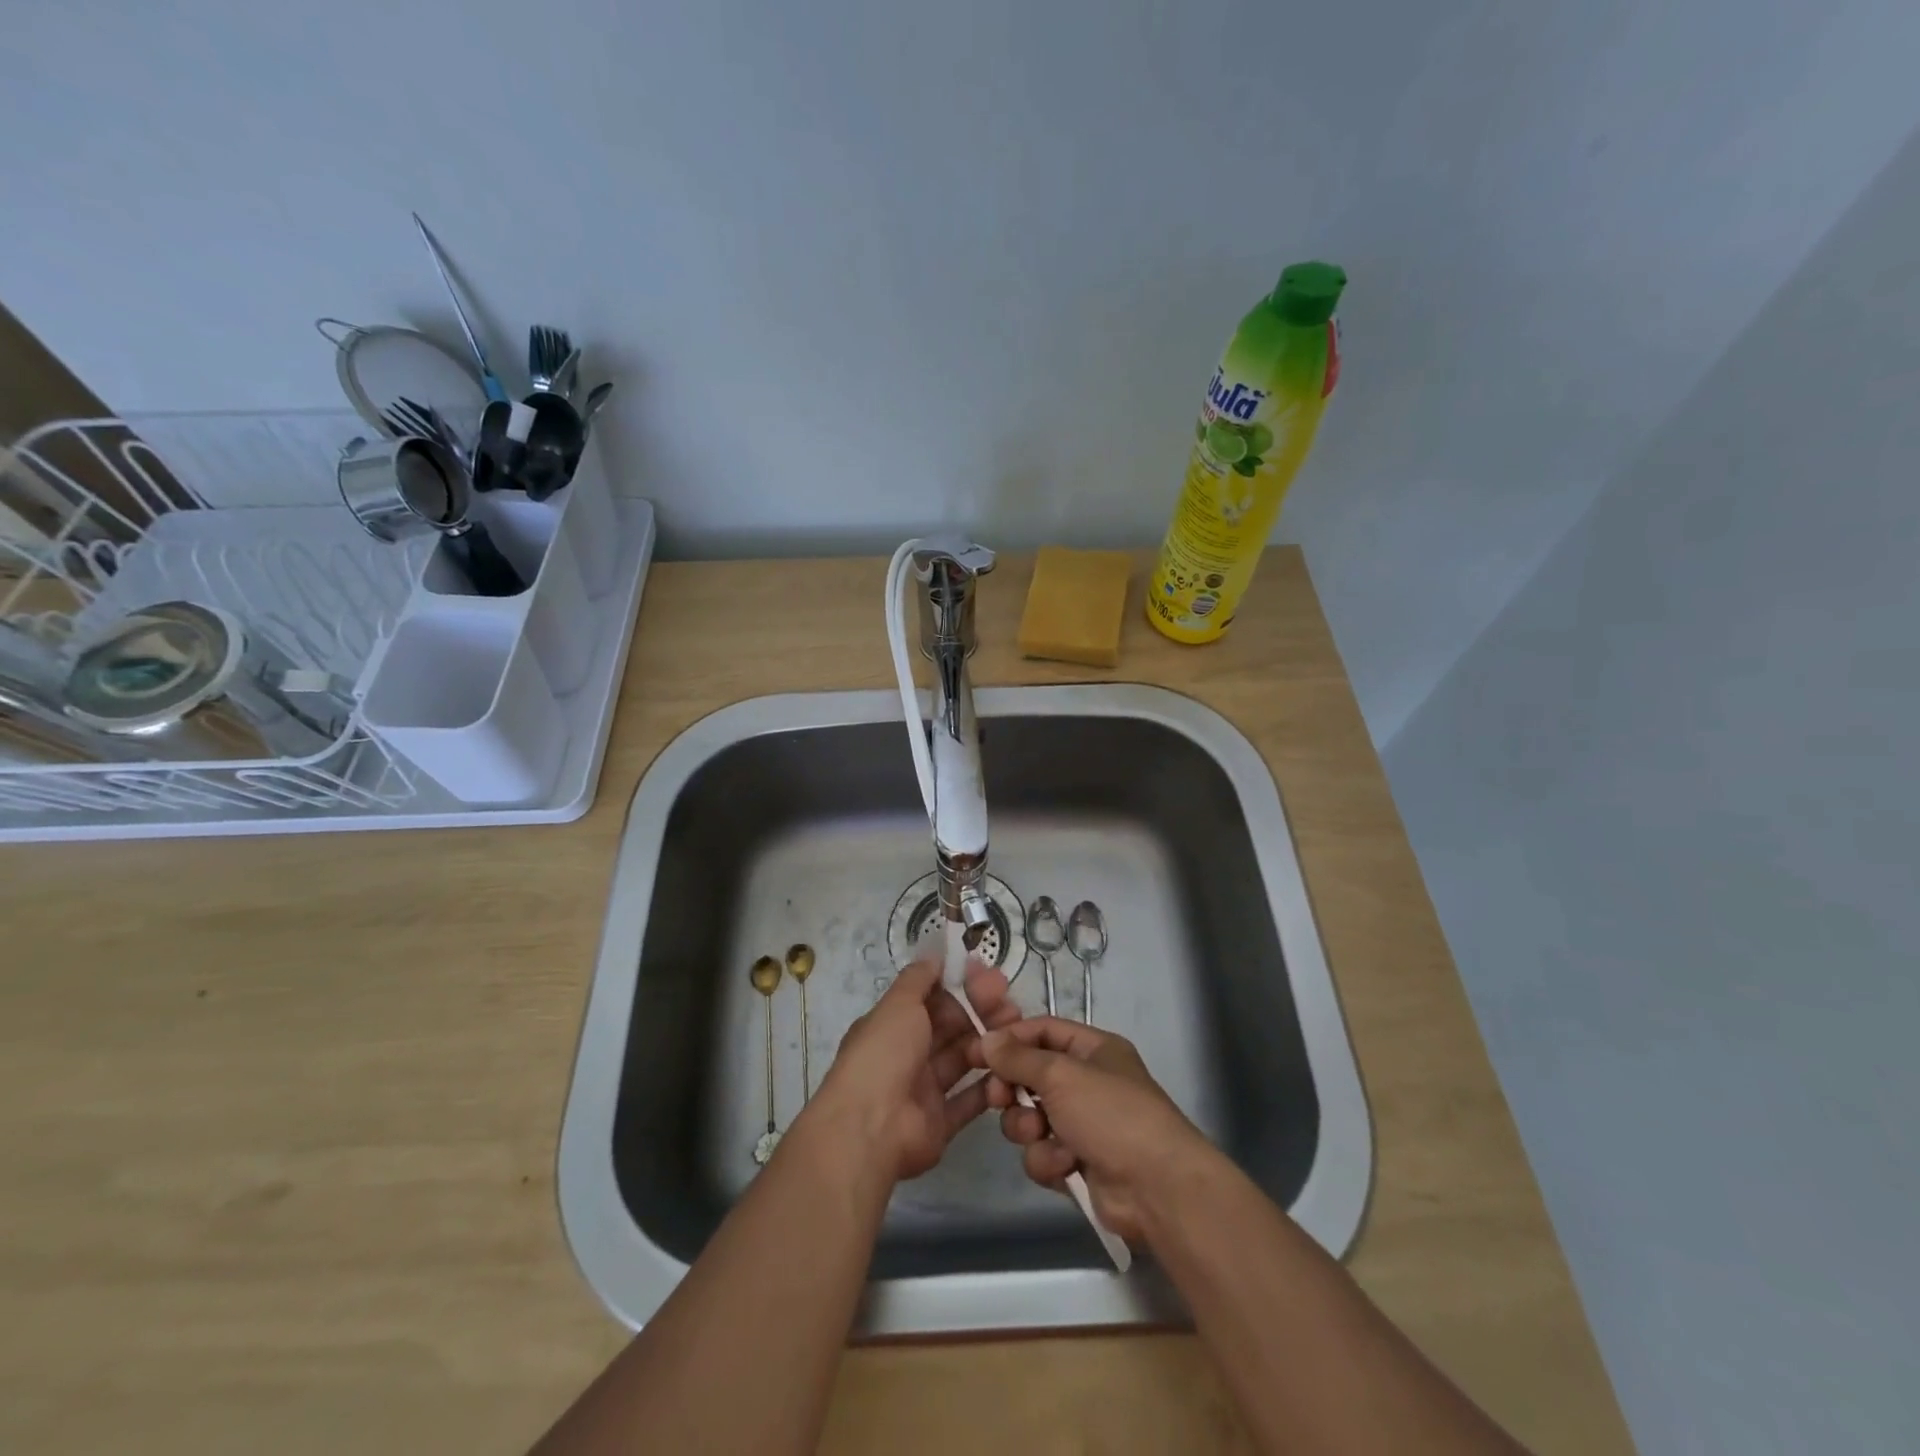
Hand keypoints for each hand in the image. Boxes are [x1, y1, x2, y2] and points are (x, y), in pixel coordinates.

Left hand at [805, 955, 1021, 1181]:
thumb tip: (934, 954)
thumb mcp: (898, 1004)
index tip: (988, 977)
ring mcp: (924, 1090)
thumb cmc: (883, 1055)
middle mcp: (908, 1054)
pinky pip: (969, 1101)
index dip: (960, 987)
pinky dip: (989, 1086)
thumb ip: (918, 979)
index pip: (932, 1000)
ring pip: (962, 1059)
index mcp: (893, 1025)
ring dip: (988, 1044)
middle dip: (980, 1012)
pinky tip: (1012, 1069)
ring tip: (1017, 1032)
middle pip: (950, 1028)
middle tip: (1009, 1003)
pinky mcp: (940, 1122)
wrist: (870, 1128)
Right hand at [971, 1018, 1212, 1244]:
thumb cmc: (1111, 1114)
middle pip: (1031, 1076)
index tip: (979, 1052)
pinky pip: (1043, 1152)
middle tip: (1000, 1099)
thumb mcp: (1061, 1074)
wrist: (1156, 1188)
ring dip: (1030, 1129)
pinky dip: (1049, 1159)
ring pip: (1032, 1118)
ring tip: (1042, 1135)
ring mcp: (1084, 1124)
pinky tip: (1066, 1165)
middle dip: (1013, 1090)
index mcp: (1094, 1049)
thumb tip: (987, 1039)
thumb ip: (1019, 1058)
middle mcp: (1088, 1082)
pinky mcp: (1078, 1163)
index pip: (1043, 1031)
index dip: (1012, 1040)